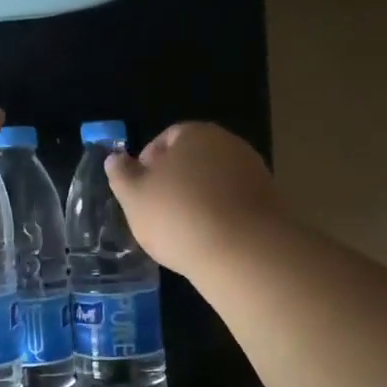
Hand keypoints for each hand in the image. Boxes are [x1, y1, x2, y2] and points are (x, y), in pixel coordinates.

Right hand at [106, 122, 287, 277]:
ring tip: (181, 231)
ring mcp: (254, 173)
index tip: (138, 191)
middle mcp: (229, 145)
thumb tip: (115, 158)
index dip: (147, 163)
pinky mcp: (270, 202)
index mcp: (195, 134)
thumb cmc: (178, 217)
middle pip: (193, 159)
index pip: (166, 138)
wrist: (245, 253)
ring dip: (197, 200)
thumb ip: (121, 174)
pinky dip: (219, 216)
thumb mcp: (134, 197)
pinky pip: (233, 204)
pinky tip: (208, 239)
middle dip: (174, 181)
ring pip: (214, 182)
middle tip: (156, 212)